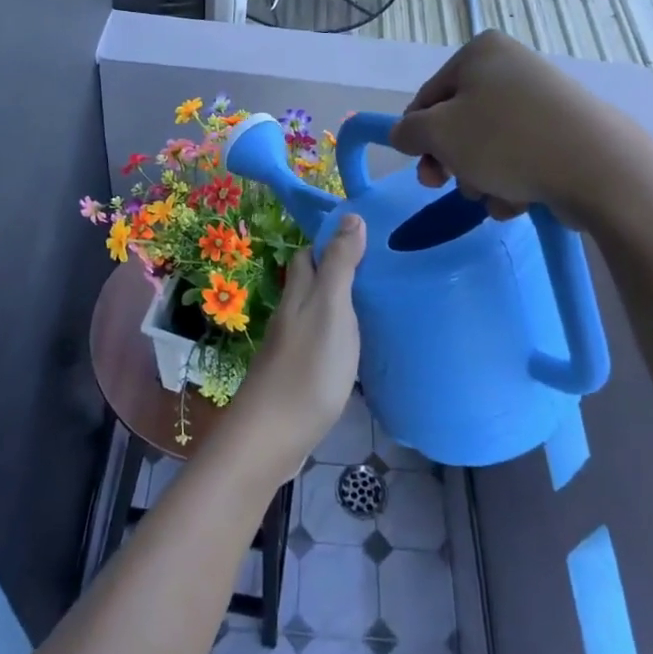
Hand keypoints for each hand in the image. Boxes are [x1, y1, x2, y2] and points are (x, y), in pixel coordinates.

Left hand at [222, 216, 366, 482]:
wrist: (272, 437)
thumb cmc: (308, 368)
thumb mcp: (331, 308)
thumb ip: (340, 265)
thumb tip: (351, 216)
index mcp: (299, 294)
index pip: (309, 255)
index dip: (331, 242)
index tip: (366, 237)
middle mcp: (292, 315)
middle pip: (311, 283)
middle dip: (338, 271)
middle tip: (380, 271)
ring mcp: (293, 348)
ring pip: (317, 314)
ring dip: (341, 305)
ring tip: (379, 305)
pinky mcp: (300, 377)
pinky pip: (322, 344)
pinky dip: (341, 337)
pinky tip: (361, 349)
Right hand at [389, 31, 610, 225]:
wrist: (597, 167)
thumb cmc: (505, 140)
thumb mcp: (439, 133)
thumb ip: (408, 132)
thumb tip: (404, 134)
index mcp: (480, 53)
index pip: (428, 97)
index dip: (419, 136)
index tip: (423, 169)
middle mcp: (511, 67)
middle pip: (459, 123)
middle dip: (454, 162)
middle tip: (450, 186)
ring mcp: (541, 100)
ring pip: (488, 146)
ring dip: (481, 178)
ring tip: (496, 194)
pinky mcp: (563, 133)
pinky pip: (520, 157)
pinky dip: (512, 181)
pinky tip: (520, 199)